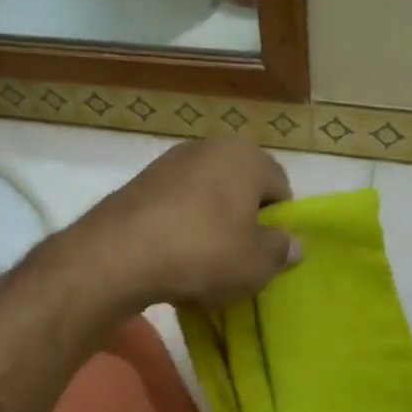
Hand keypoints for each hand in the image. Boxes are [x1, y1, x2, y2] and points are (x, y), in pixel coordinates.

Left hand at [70, 138, 299, 309]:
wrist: (119, 255)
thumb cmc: (204, 253)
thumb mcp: (256, 264)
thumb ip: (281, 251)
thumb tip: (292, 243)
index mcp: (246, 157)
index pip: (280, 187)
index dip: (280, 222)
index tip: (268, 253)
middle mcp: (209, 147)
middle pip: (241, 188)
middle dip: (243, 220)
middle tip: (238, 258)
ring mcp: (170, 162)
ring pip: (206, 196)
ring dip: (210, 224)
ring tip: (203, 262)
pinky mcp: (140, 182)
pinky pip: (175, 205)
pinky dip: (180, 226)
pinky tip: (173, 257)